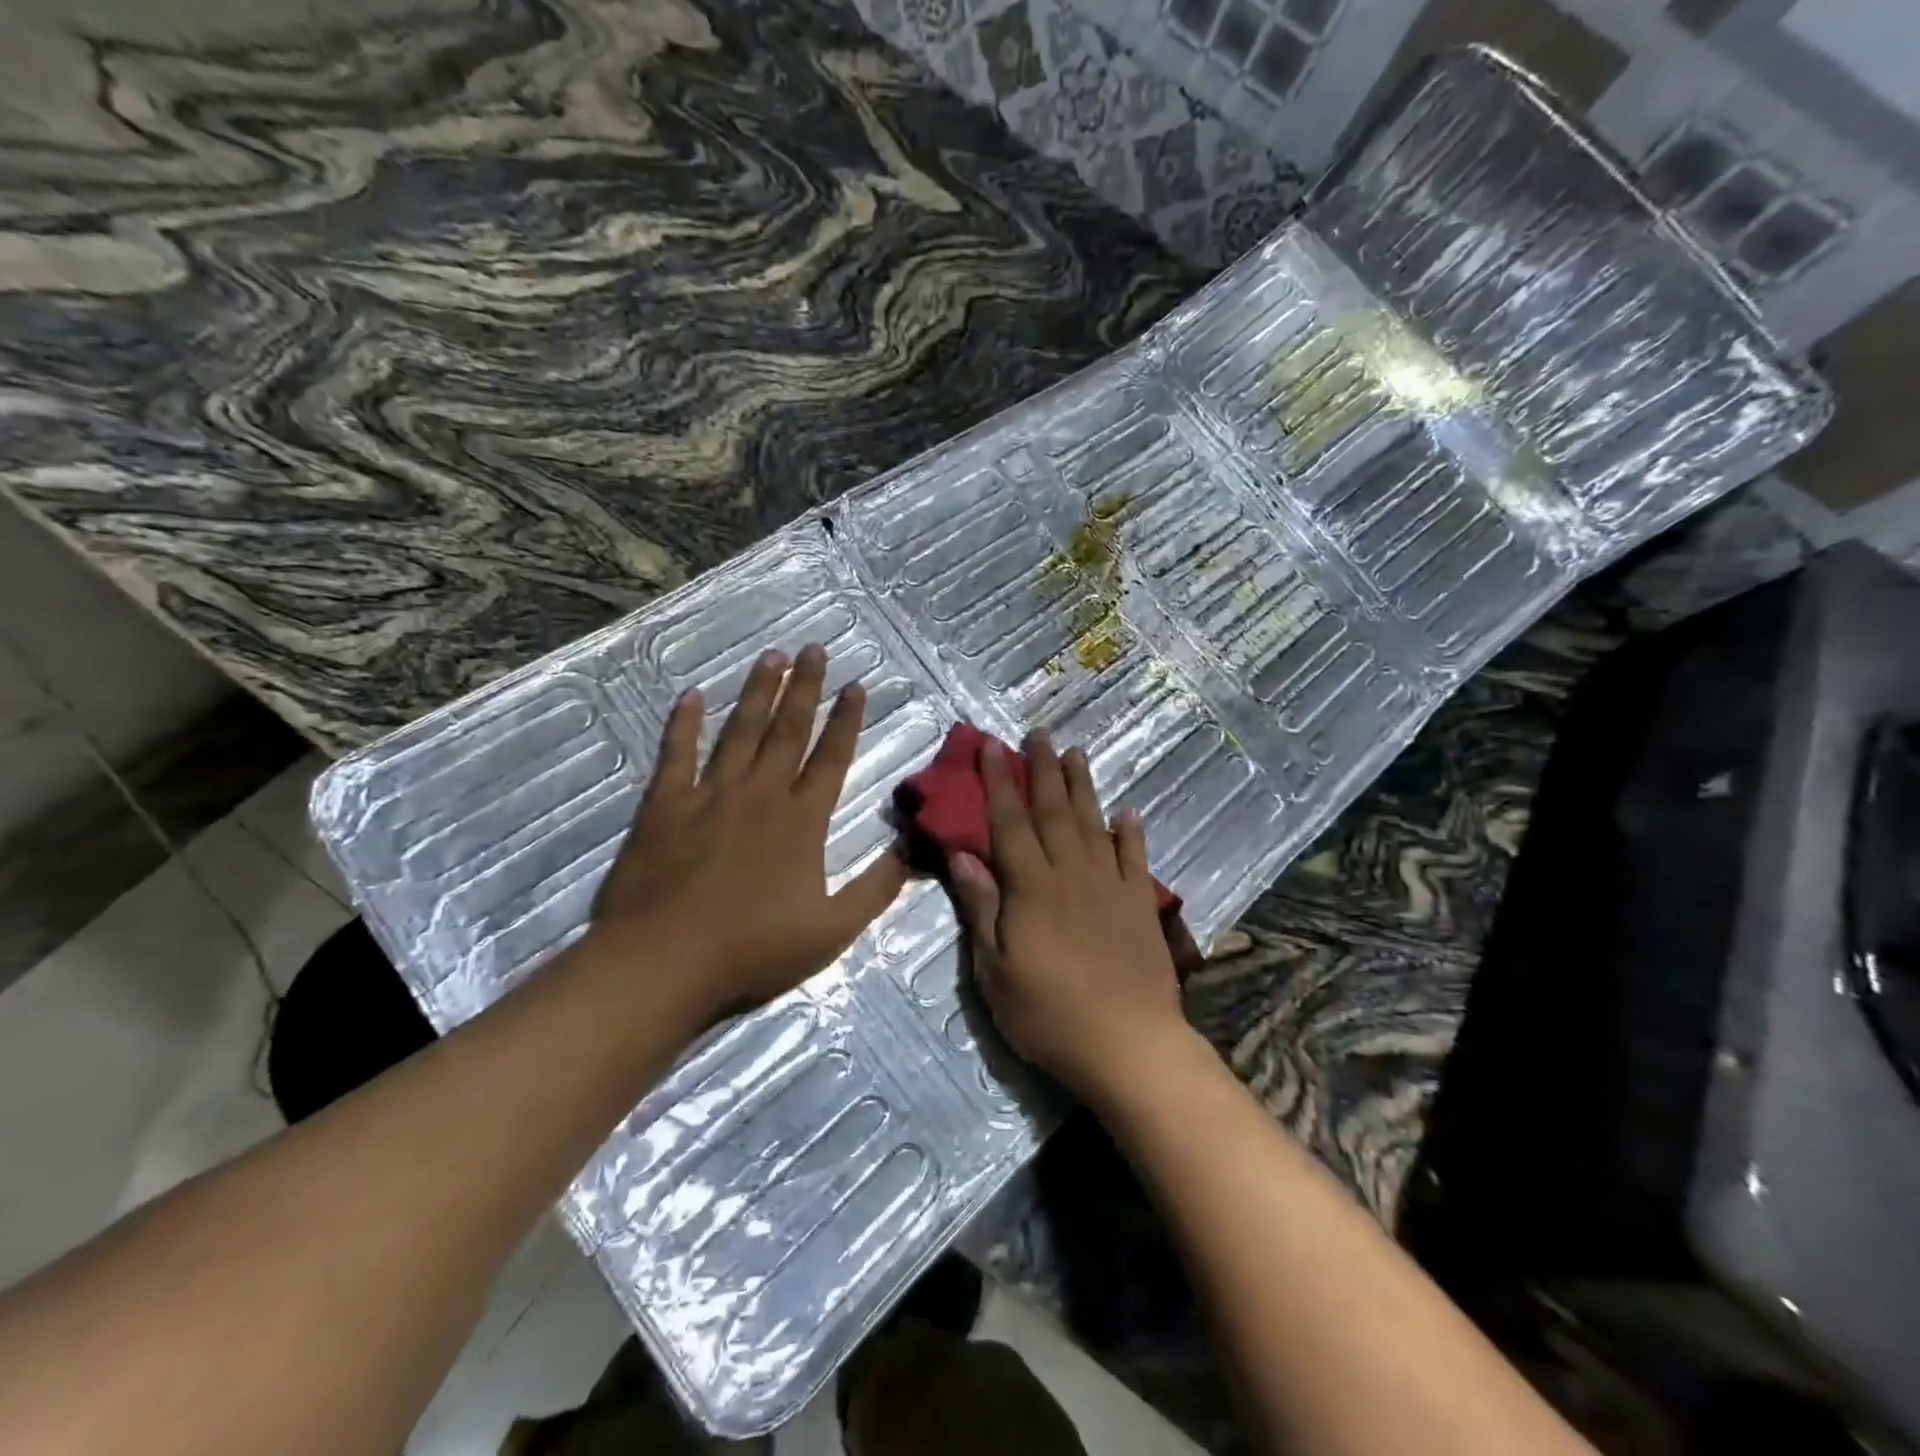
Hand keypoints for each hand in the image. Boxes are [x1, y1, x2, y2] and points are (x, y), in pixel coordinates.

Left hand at [584, 644, 908, 1028]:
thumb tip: (914, 851)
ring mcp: (710, 795)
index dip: (846, 719)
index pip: (831, 757)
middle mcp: (760, 794)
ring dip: (757, 692)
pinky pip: (676, 754)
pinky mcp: (665, 805)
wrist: (662, 961)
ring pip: (739, 731)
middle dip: (805, 687)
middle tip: (814, 648)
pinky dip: (683, 723)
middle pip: (788, 730)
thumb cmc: (752, 950)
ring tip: (771, 656)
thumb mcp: (832, 930)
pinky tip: (692, 695)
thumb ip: (876, 888)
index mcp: (802, 821)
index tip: (856, 684)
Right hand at [947, 730, 1195, 1108]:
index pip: (1009, 822)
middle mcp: (1071, 873)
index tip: (990, 745)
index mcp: (1031, 886)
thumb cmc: (1049, 1013)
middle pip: (1054, 811)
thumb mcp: (996, 969)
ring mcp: (1110, 885)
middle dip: (1042, 769)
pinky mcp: (1140, 904)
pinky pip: (1135, 857)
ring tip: (1076, 753)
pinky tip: (1128, 812)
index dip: (998, 781)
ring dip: (1083, 786)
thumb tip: (962, 854)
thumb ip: (982, 906)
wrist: (1128, 1044)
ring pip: (1094, 823)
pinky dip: (1131, 832)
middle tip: (1039, 733)